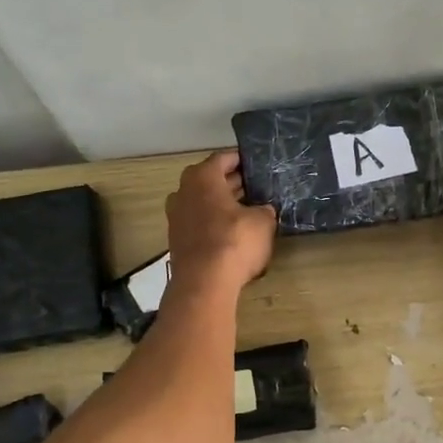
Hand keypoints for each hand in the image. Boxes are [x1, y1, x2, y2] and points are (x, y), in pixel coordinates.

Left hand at [165, 151, 276, 296]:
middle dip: (233, 182)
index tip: (258, 164)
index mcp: (202, 177)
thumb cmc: (235, 241)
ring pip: (204, 201)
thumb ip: (264, 210)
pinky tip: (234, 231)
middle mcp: (184, 191)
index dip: (243, 159)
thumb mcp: (263, 222)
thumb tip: (263, 209)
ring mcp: (177, 216)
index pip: (224, 158)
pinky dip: (214, 222)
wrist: (204, 283)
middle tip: (257, 186)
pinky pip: (200, 221)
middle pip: (211, 180)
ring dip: (223, 203)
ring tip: (249, 209)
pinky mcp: (178, 239)